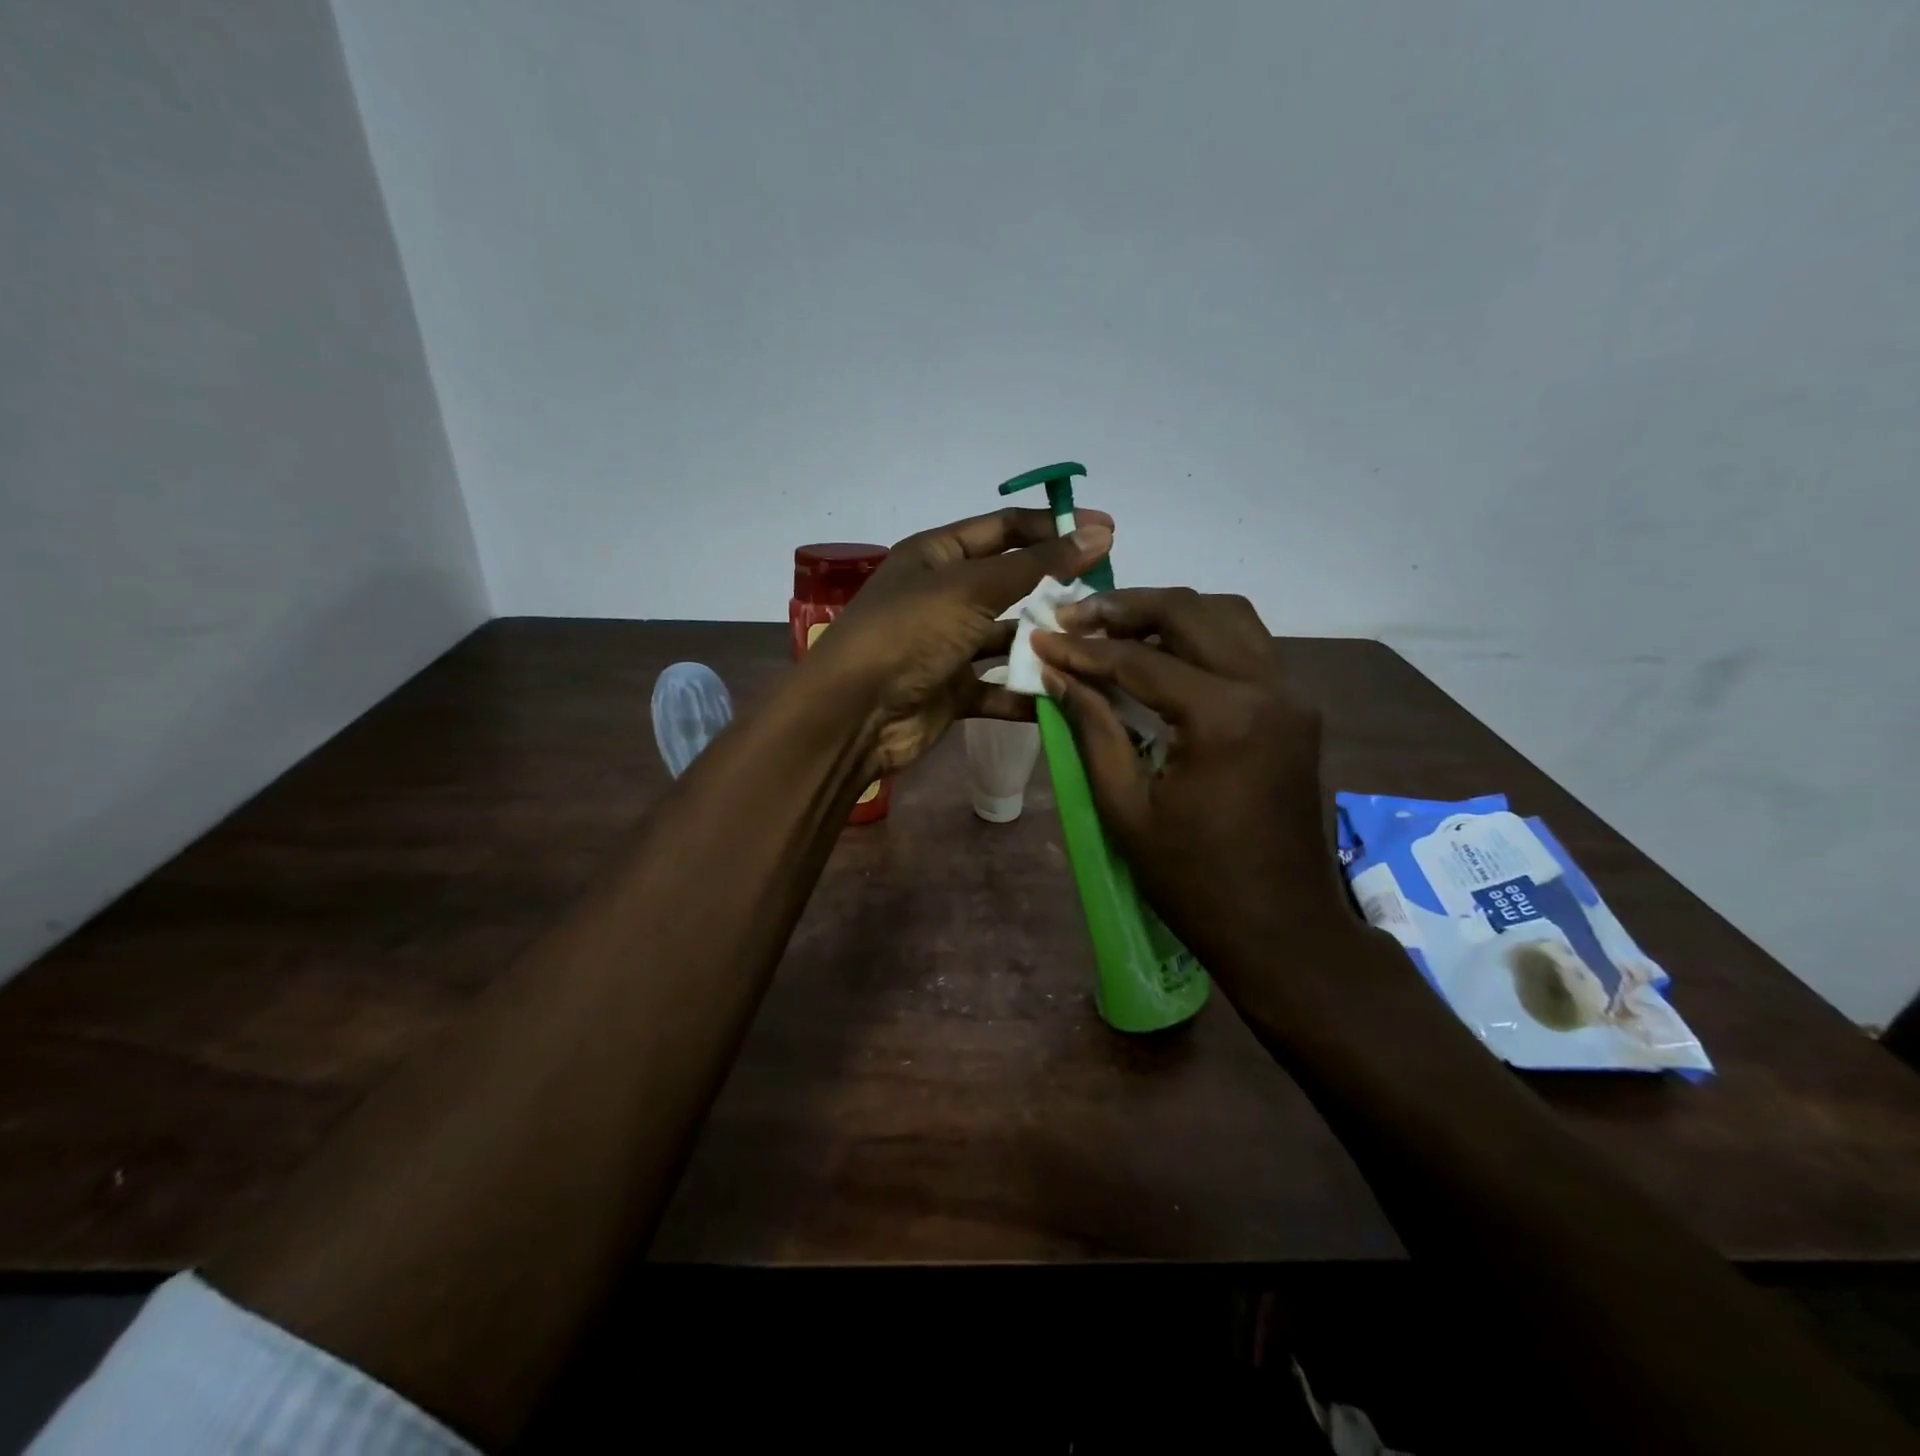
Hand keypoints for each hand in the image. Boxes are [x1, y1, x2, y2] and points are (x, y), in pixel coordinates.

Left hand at [800, 506, 1113, 773]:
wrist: (855, 714)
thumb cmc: (909, 633)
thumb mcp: (972, 588)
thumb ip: (1037, 564)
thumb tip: (1098, 530)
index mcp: (937, 555)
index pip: (1004, 529)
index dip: (1053, 527)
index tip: (1108, 532)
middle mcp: (943, 596)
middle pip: (1010, 584)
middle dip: (1056, 589)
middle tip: (1108, 596)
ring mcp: (948, 646)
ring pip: (1008, 638)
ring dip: (1046, 642)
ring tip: (1097, 645)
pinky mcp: (955, 691)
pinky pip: (1000, 687)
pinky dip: (1028, 692)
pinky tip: (1069, 693)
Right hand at [1030, 588, 1358, 978]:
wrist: (1282, 927)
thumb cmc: (1194, 879)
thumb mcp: (1126, 808)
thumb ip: (1093, 729)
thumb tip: (1058, 674)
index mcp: (1225, 717)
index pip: (1140, 660)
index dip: (1082, 649)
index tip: (1039, 635)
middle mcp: (1269, 687)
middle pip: (1191, 612)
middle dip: (1125, 607)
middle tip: (1074, 615)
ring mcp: (1292, 695)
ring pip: (1228, 617)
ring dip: (1169, 612)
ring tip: (1114, 626)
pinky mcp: (1297, 709)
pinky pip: (1248, 646)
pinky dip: (1202, 635)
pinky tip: (1163, 651)